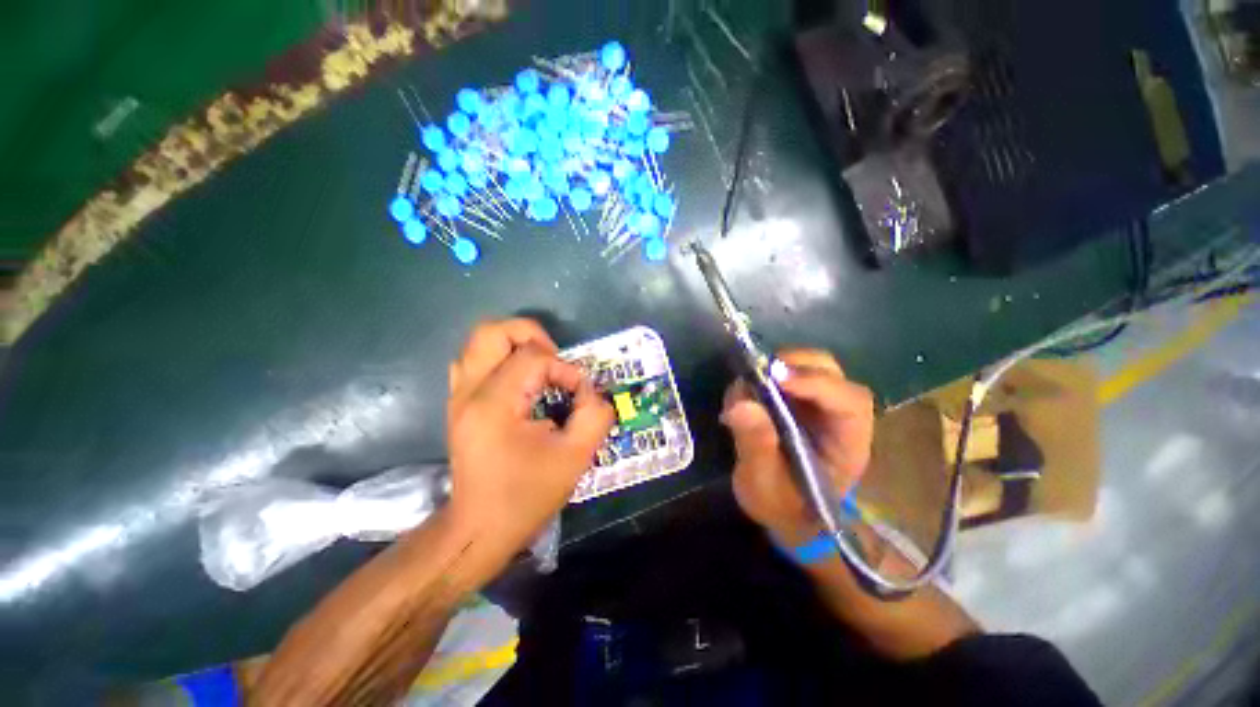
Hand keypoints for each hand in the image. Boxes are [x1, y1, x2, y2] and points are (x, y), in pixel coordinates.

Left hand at [446, 319, 614, 564]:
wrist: (479, 528)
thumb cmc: (526, 496)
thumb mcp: (575, 458)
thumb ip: (594, 415)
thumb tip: (592, 391)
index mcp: (495, 403)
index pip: (534, 358)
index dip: (565, 370)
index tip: (578, 395)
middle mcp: (469, 391)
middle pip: (493, 331)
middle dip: (531, 335)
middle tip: (554, 360)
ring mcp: (458, 396)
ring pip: (480, 342)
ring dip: (515, 346)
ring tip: (540, 369)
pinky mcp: (458, 404)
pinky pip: (474, 361)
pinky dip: (500, 360)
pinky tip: (519, 381)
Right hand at [721, 349, 874, 544]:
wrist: (783, 510)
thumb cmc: (781, 505)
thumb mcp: (764, 486)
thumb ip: (756, 447)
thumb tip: (741, 404)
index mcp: (848, 443)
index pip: (850, 402)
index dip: (816, 383)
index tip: (775, 378)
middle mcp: (839, 416)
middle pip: (832, 373)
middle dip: (795, 365)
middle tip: (758, 372)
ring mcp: (819, 404)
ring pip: (811, 366)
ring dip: (778, 367)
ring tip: (748, 384)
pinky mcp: (798, 399)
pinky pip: (786, 373)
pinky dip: (764, 375)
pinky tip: (745, 393)